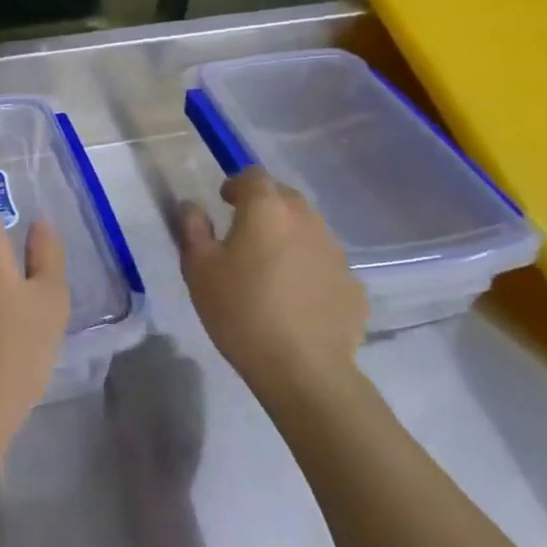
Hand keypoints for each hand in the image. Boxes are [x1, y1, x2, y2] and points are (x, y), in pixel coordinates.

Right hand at [179, 167, 366, 404]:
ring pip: (309, 229)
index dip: (237, 184)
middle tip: (245, 232)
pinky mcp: (353, 284)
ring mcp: (336, 252)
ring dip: (289, 236)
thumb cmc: (241, 311)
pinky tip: (297, 297)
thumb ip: (193, 229)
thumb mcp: (198, 270)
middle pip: (286, 198)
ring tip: (271, 266)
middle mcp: (307, 220)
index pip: (254, 176)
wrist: (303, 370)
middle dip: (265, 206)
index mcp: (267, 209)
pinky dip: (309, 268)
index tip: (224, 202)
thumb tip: (192, 206)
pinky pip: (325, 263)